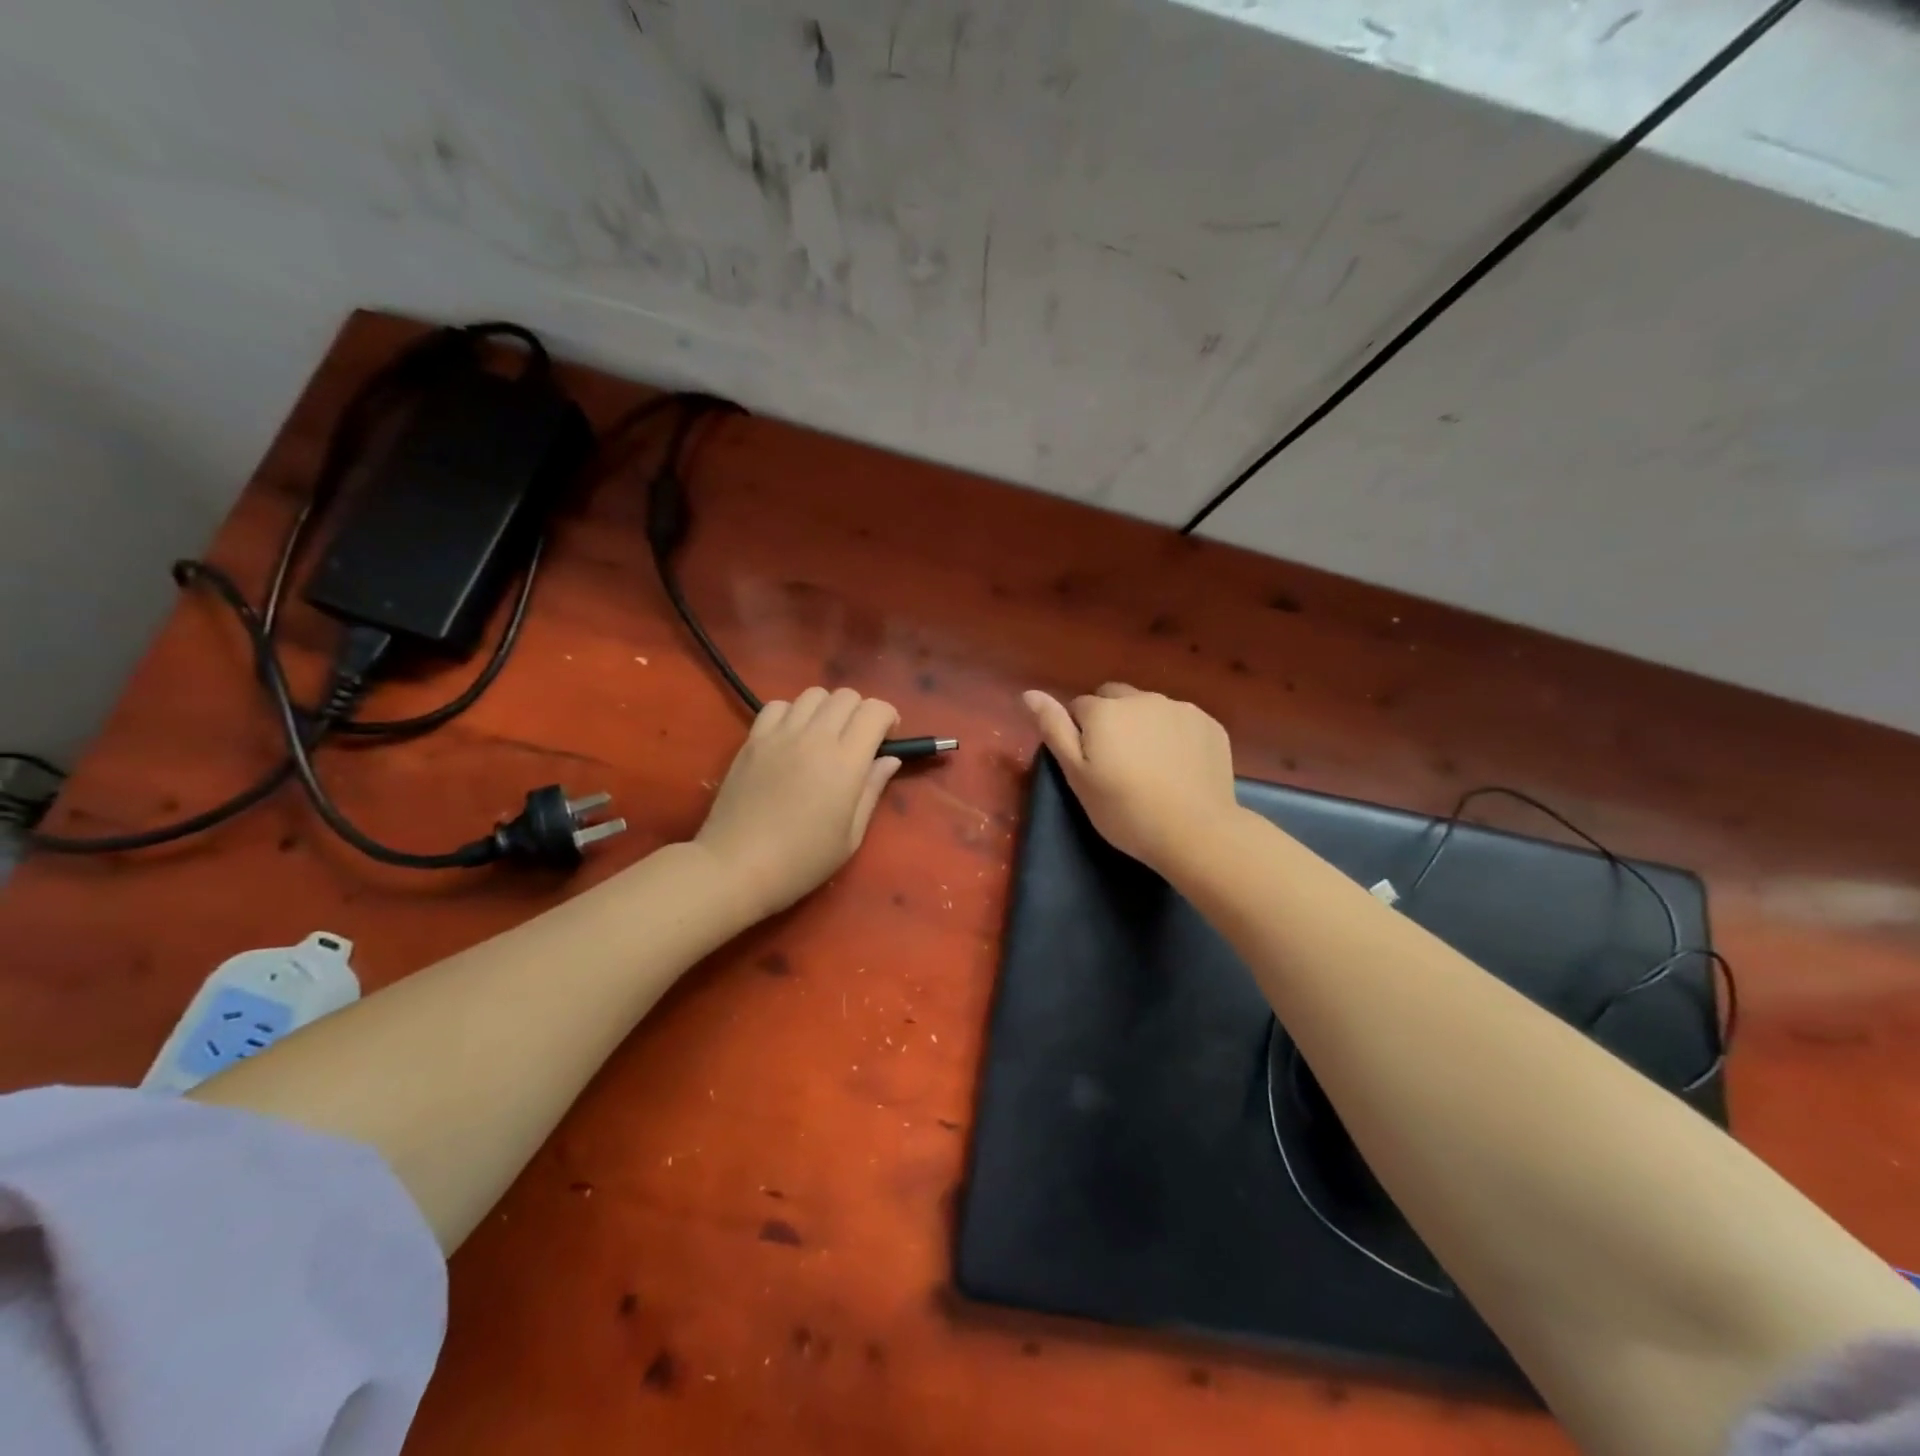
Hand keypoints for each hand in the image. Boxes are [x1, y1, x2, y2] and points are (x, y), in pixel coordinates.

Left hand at [694, 687, 902, 920]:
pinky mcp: (752, 739)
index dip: (888, 717)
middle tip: (858, 740)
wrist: (736, 866)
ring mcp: (780, 734)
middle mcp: (815, 737)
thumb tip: (889, 759)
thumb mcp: (851, 836)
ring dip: (828, 708)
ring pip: (813, 694)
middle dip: (860, 711)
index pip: (874, 711)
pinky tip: (791, 737)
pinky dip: (792, 712)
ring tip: (824, 735)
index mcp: (845, 762)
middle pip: (846, 696)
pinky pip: (778, 705)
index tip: (887, 739)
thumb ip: (872, 790)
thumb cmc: (802, 860)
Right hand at [1022, 683, 1237, 874]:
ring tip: (1152, 766)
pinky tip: (1179, 767)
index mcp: (1104, 710)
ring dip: (1144, 725)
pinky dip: (1175, 735)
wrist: (1194, 832)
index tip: (1091, 764)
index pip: (1079, 707)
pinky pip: (1181, 720)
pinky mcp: (1209, 724)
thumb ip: (1054, 729)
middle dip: (1111, 719)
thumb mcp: (1077, 775)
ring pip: (1150, 707)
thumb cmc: (1124, 809)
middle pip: (1115, 698)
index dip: (1080, 733)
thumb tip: (1029, 694)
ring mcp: (1180, 709)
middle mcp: (1142, 698)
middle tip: (1118, 762)